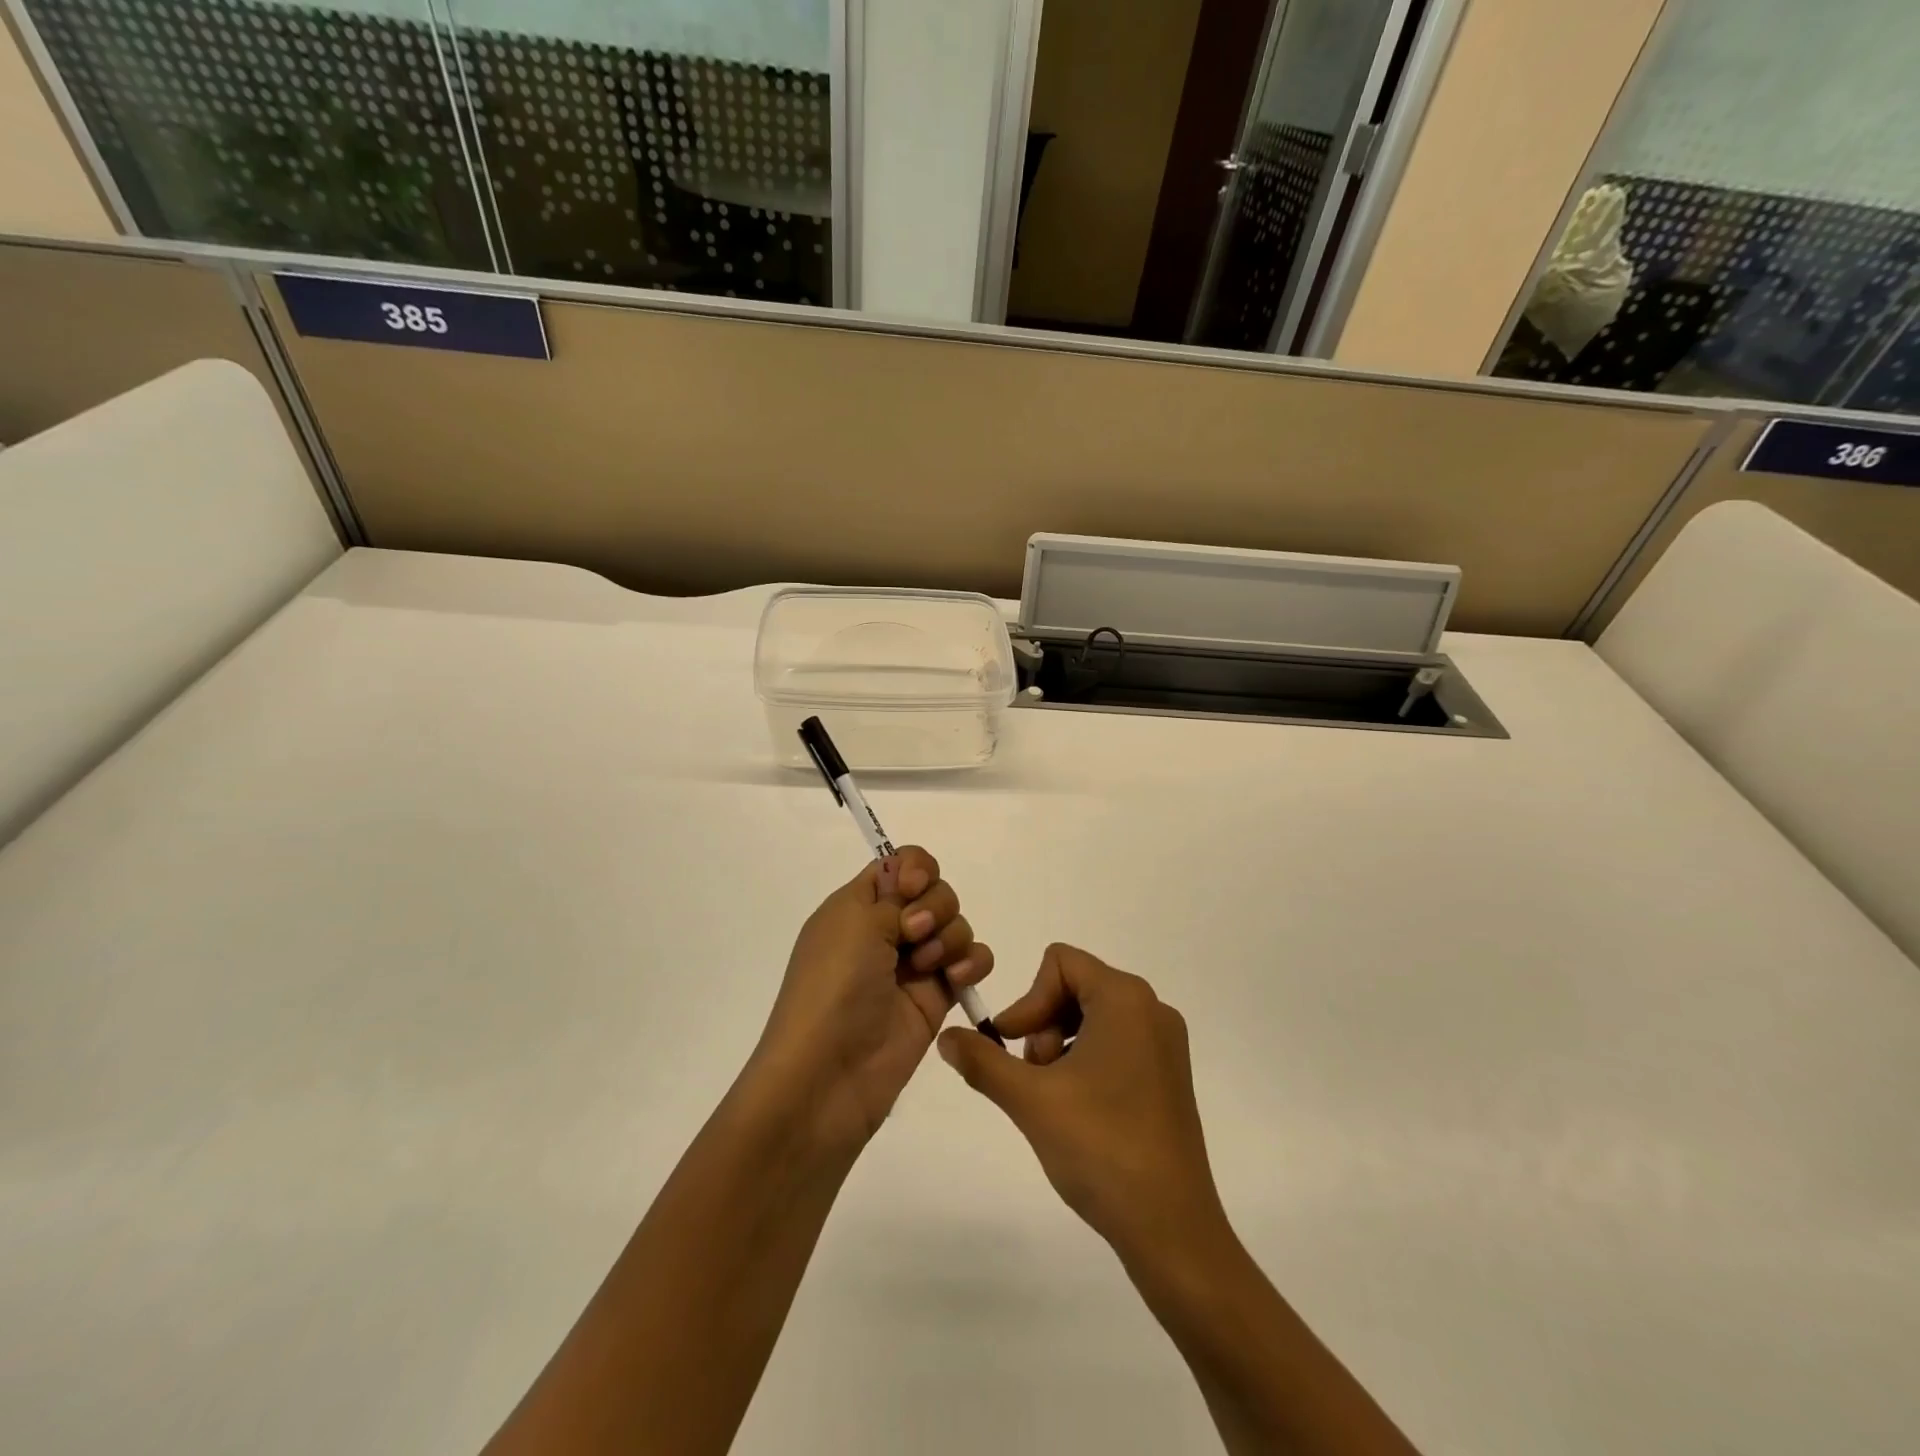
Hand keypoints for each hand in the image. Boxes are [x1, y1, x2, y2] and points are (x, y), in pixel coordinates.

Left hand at [752, 847, 994, 1153]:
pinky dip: (972, 962)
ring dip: (949, 936)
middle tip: (913, 934)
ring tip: (928, 967)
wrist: (829, 1074)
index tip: (912, 888)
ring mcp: (913, 965)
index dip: (915, 868)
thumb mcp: (854, 924)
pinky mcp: (937, 998)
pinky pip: (971, 962)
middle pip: (935, 891)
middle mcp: (886, 930)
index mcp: (856, 907)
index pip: (898, 865)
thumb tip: (909, 879)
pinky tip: (959, 978)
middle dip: (934, 905)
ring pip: (956, 924)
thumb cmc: (832, 988)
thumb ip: (892, 895)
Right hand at [936, 945, 1226, 1261]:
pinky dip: (1086, 1062)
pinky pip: (1116, 1042)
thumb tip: (946, 1037)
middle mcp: (1152, 1008)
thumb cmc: (1100, 1148)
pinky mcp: (1169, 1074)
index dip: (1027, 1000)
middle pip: (1075, 987)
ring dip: (1061, 1046)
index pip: (1059, 963)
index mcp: (1125, 999)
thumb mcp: (1030, 1099)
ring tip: (1054, 1098)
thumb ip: (982, 1060)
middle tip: (1034, 1078)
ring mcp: (1165, 1043)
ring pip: (1093, 1016)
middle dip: (1044, 1025)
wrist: (1171, 1228)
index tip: (1013, 1048)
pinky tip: (1078, 1110)